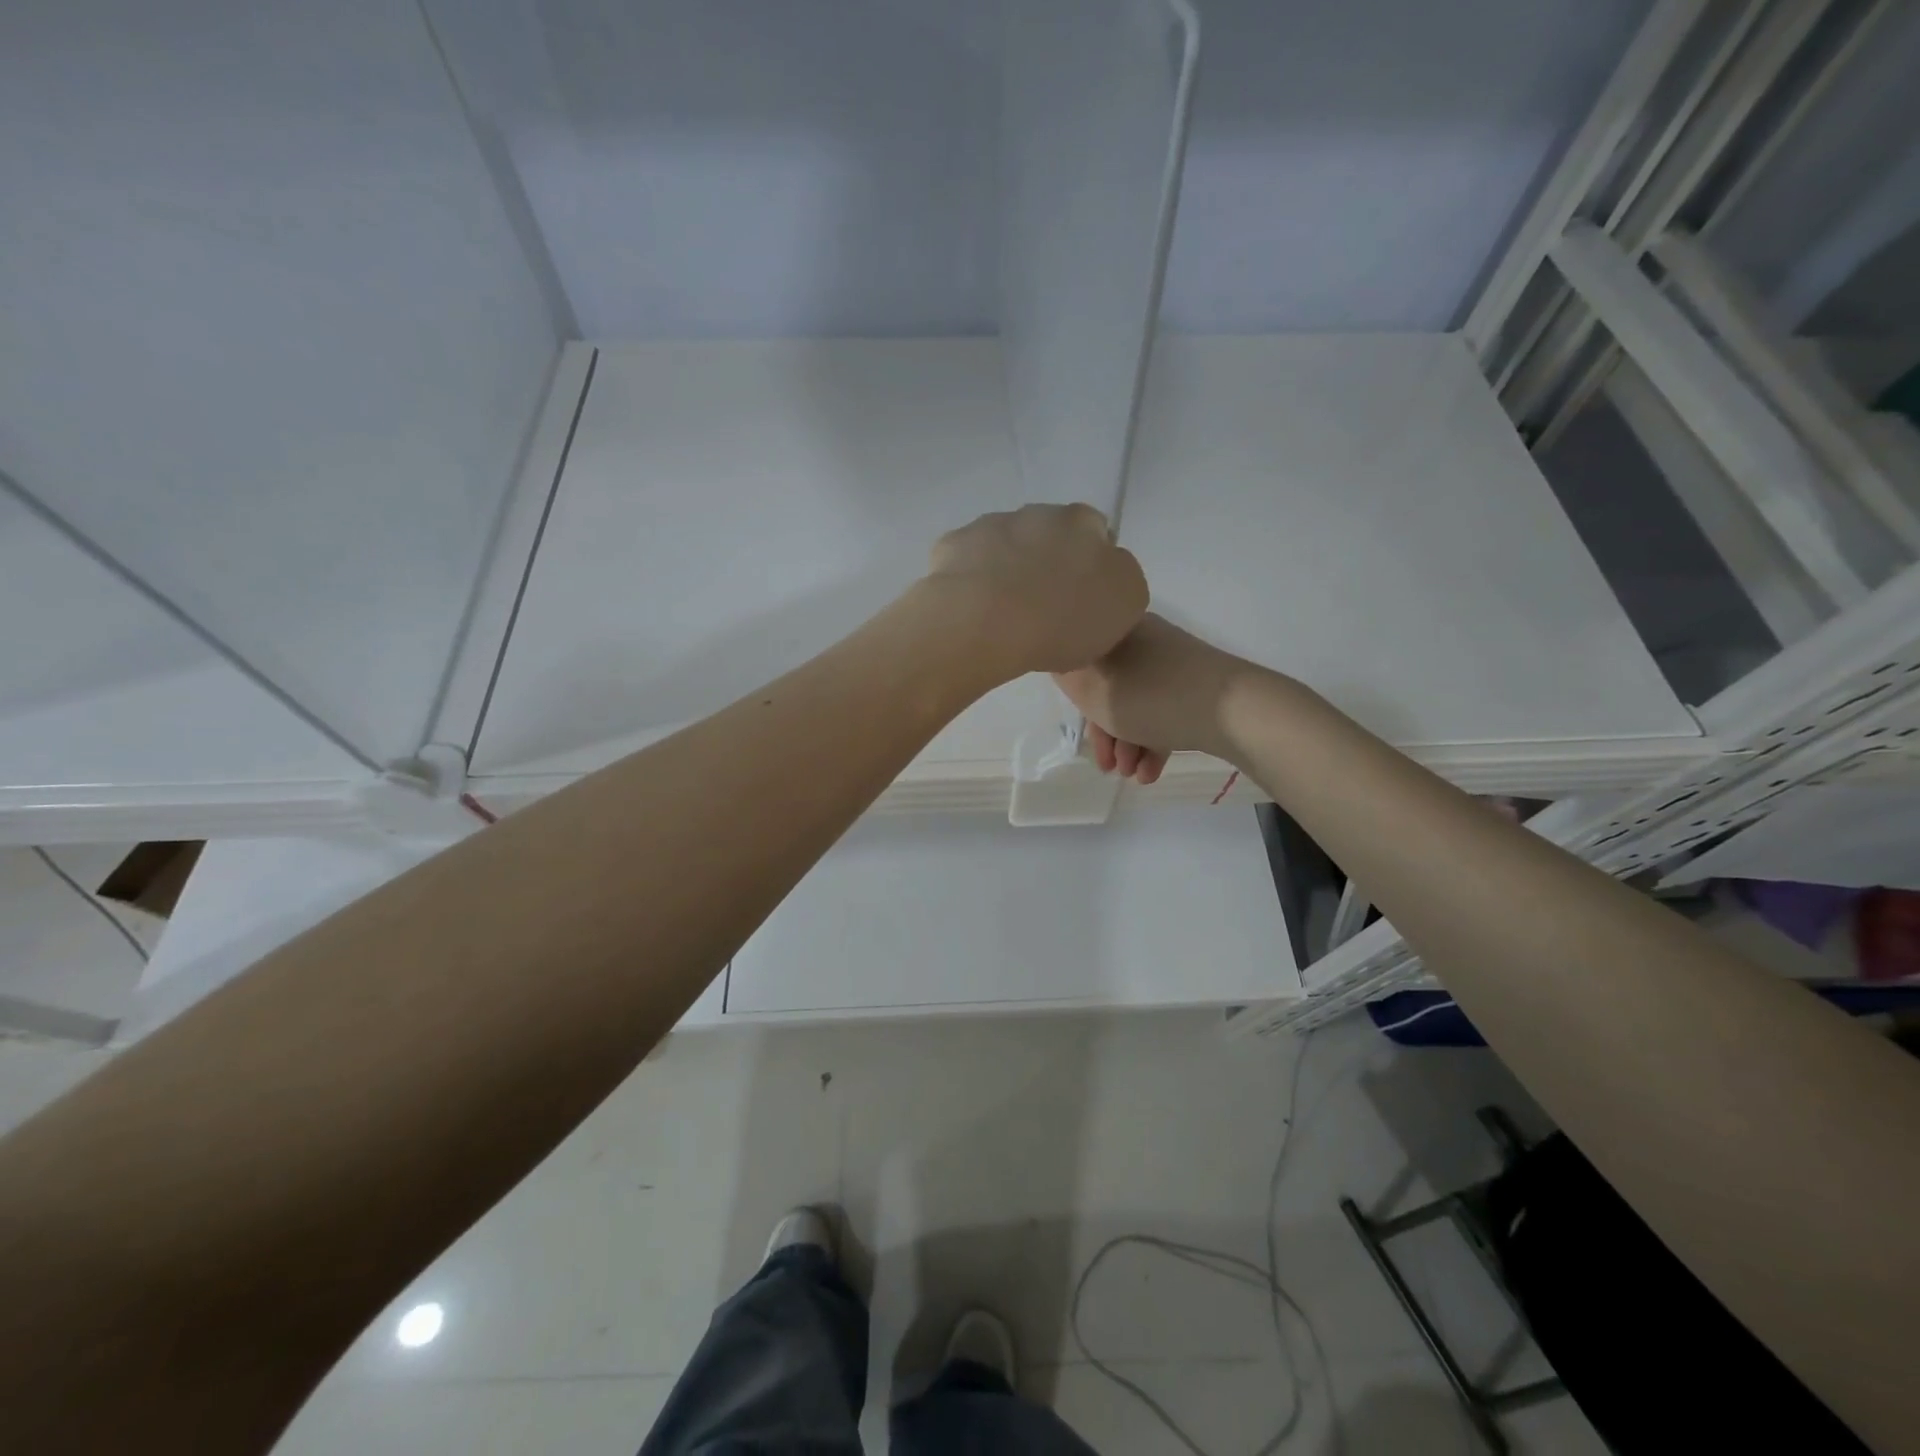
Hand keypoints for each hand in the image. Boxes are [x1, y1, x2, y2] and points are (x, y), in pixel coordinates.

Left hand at [924, 504, 1148, 677]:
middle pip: (1048, 535)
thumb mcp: (1124, 605)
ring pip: (1004, 544)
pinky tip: (971, 611)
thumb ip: (1120, 579)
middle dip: (1045, 562)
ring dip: (1006, 568)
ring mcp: (991, 525)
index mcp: (1083, 524)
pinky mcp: (952, 544)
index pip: (1095, 532)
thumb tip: (1102, 573)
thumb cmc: (1063, 619)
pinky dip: (970, 579)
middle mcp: (1038, 513)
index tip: (1080, 599)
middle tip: (1042, 607)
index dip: (1088, 565)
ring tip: (1002, 614)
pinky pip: (966, 561)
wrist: (984, 622)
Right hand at [1054, 614, 1249, 783]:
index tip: (1079, 727)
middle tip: (1105, 765)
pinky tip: (1149, 774)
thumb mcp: (1093, 689)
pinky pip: (1163, 714)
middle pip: (1110, 688)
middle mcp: (1145, 642)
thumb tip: (1062, 663)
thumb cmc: (1152, 696)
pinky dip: (1152, 742)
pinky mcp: (1196, 689)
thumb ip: (1067, 675)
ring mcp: (1174, 666)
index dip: (1075, 698)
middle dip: (1105, 732)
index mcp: (1117, 631)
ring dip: (1127, 744)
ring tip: (1130, 774)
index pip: (1082, 658)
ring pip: (1137, 705)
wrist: (1236, 709)